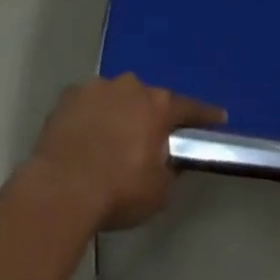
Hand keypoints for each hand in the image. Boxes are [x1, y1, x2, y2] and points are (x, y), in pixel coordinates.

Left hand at [29, 74, 224, 230]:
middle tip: (145, 140)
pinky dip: (89, 117)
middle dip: (149, 116)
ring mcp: (96, 88)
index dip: (205, 115)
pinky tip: (84, 138)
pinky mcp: (68, 97)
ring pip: (115, 97)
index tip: (218, 117)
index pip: (189, 108)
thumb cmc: (118, 191)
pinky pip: (87, 104)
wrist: (61, 190)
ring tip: (109, 141)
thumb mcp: (158, 191)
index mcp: (158, 106)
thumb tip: (168, 161)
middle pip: (148, 99)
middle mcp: (130, 87)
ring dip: (117, 113)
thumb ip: (170, 169)